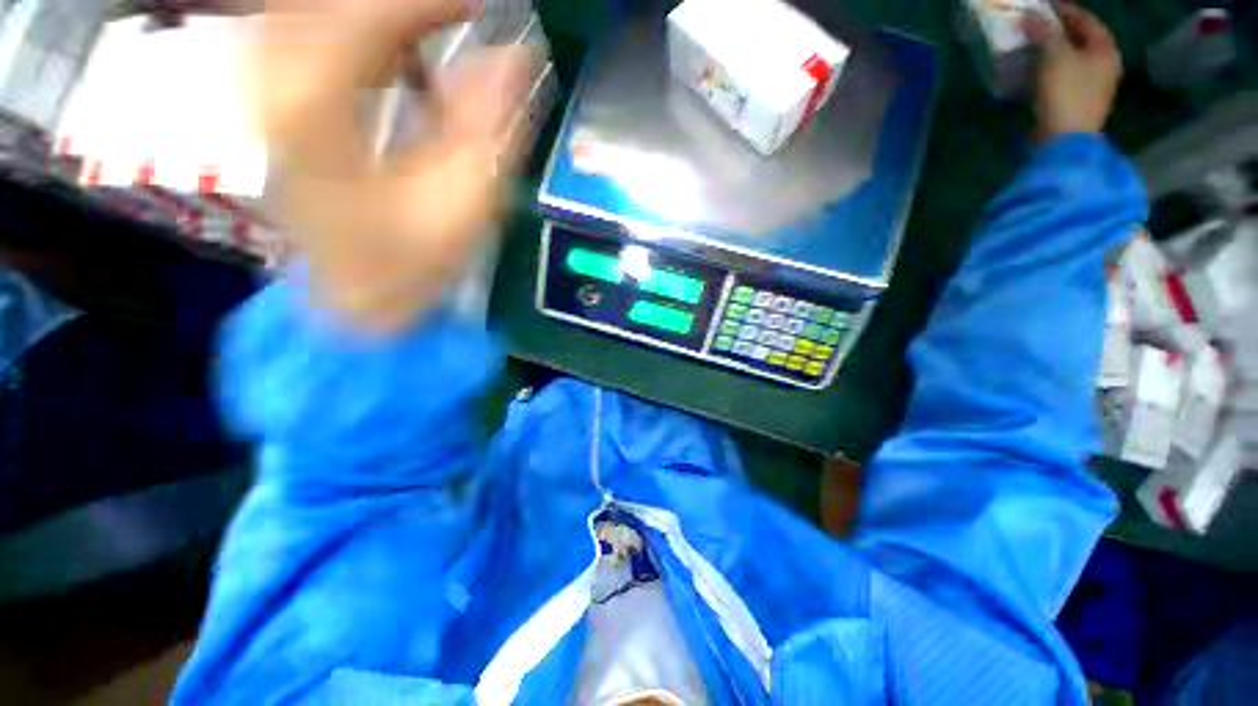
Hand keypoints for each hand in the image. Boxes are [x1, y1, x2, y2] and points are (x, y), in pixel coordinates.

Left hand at [258, 0, 530, 333]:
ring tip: (447, 28)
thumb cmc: (408, 265)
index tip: (490, 5)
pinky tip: (408, 47)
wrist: (353, 300)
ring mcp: (270, 84)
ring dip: (389, 18)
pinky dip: (372, 29)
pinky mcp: (281, 95)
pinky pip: (318, 28)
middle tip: (468, 18)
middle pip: (333, 2)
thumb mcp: (461, 207)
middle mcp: (274, 78)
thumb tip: (516, 58)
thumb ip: (488, 129)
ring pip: (323, 10)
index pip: (367, 11)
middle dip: (409, 7)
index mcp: (311, 107)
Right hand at [1026, 3, 1121, 141]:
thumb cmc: (1066, 92)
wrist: (1065, 139)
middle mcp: (1105, 64)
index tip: (1043, 7)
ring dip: (1052, 51)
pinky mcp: (1078, 101)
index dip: (1064, 10)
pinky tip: (1036, 70)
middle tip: (1035, 26)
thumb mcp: (1054, 56)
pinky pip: (1065, 76)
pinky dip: (1051, 69)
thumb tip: (1030, 16)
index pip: (1085, 19)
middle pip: (1081, 39)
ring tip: (1032, 48)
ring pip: (1072, 58)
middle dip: (1058, 31)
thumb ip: (1044, 33)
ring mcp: (1093, 85)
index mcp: (1105, 49)